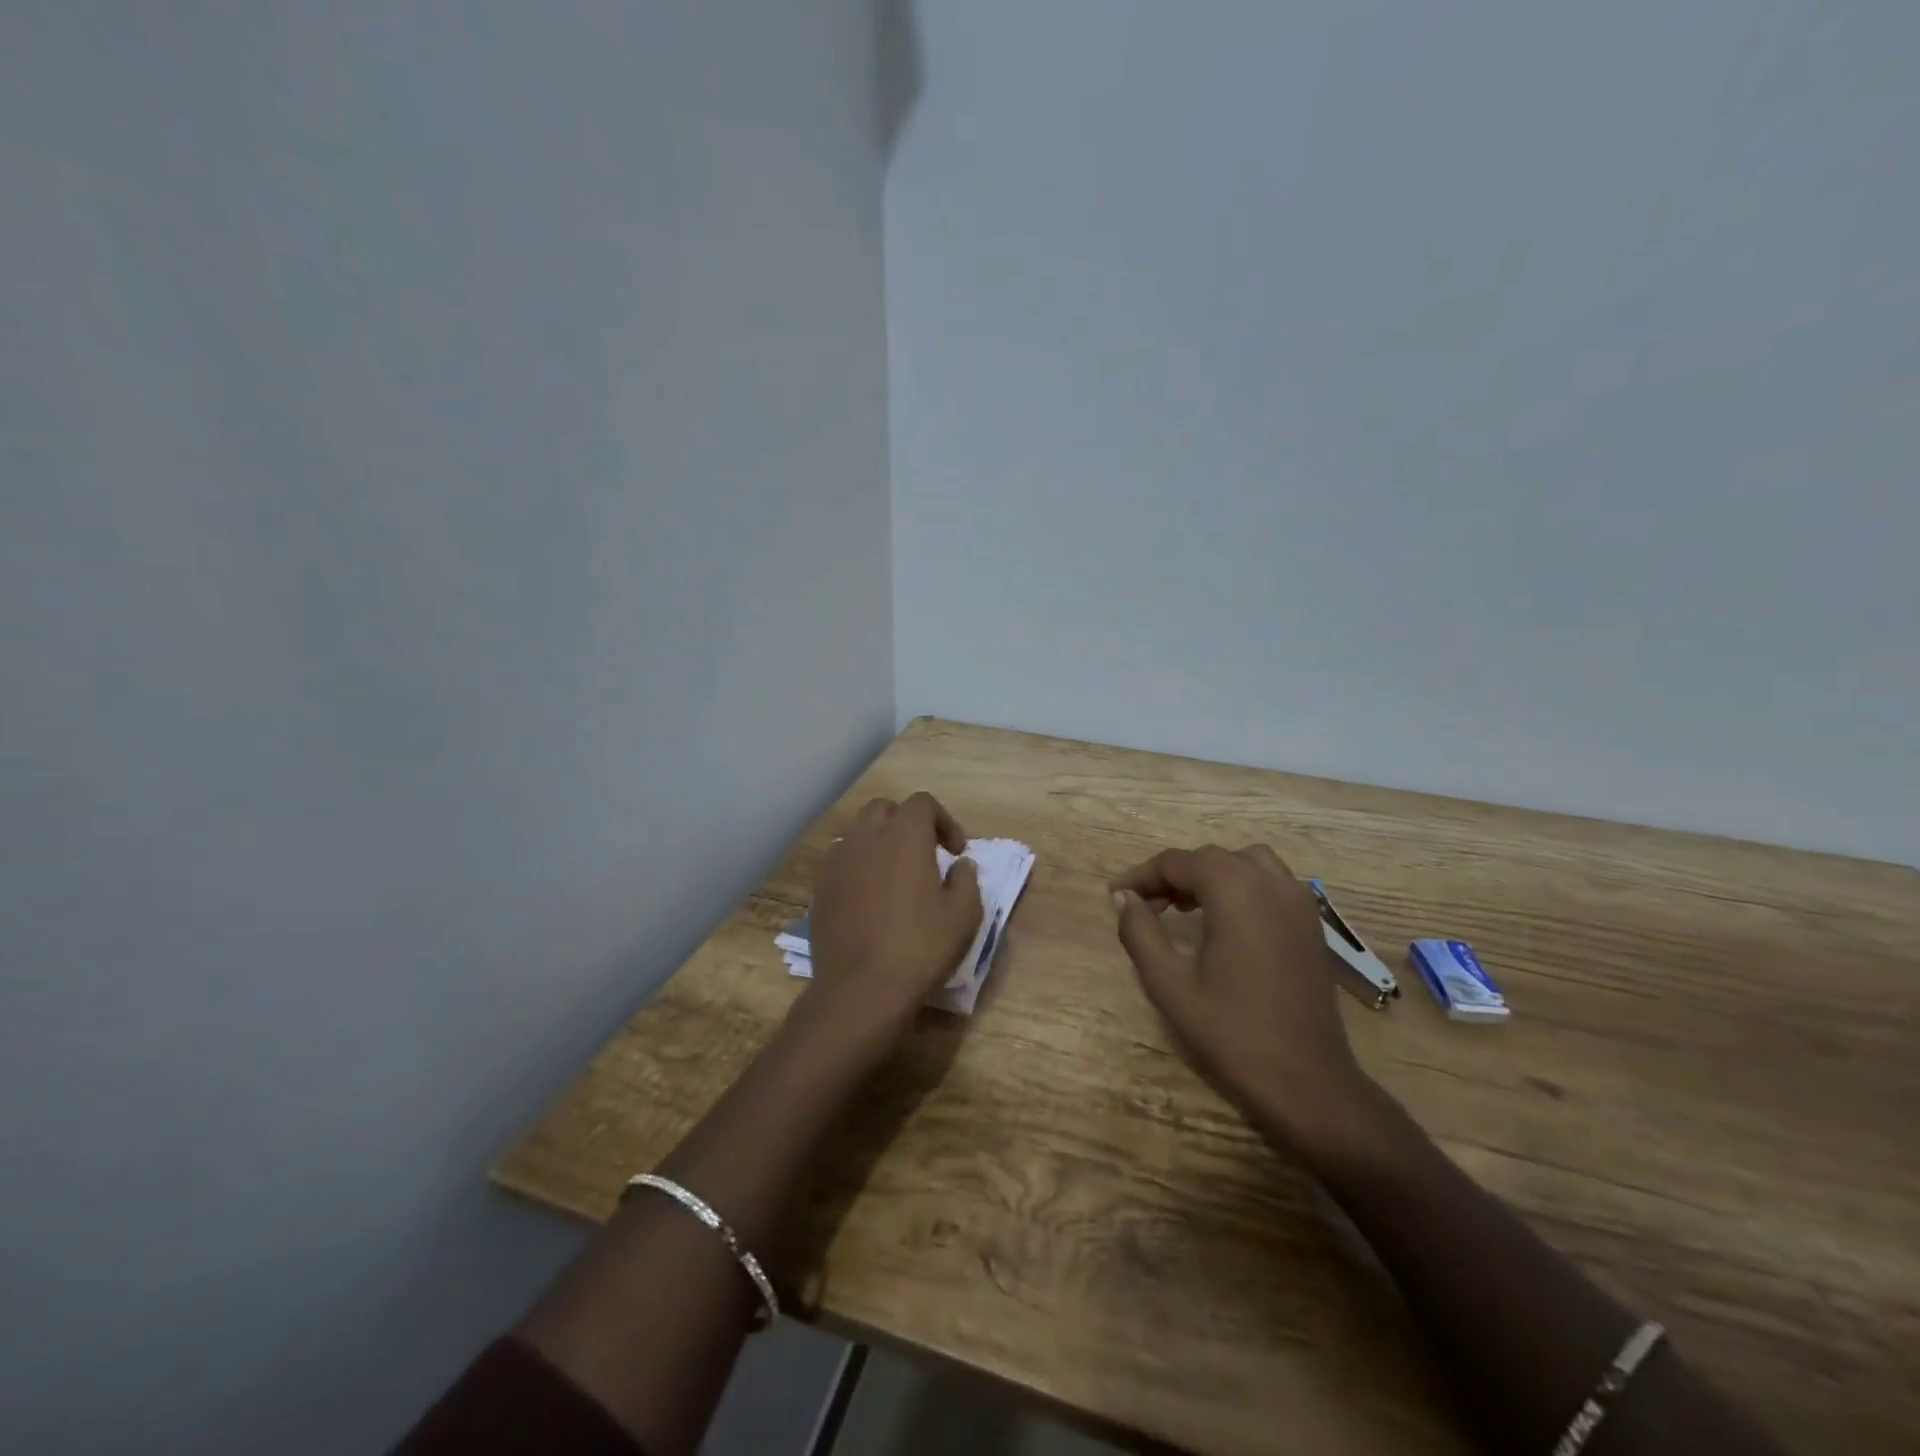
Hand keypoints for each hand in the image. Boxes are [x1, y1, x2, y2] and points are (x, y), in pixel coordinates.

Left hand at [798, 792, 982, 1054]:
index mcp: (904, 835)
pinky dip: (858, 866)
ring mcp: (837, 860)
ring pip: (859, 833)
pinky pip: (841, 860)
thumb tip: (959, 865)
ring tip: (895, 876)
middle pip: (885, 809)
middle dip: (907, 824)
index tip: (955, 853)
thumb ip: (967, 880)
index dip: (944, 821)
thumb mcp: (964, 915)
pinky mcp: (820, 887)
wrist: (861, 989)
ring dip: (880, 843)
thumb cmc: (920, 948)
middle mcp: (866, 836)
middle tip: (924, 855)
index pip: (923, 803)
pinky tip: (870, 898)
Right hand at [1110, 845, 1371, 1156]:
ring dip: (1210, 874)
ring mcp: (1298, 901)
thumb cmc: (1231, 1032)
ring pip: (1244, 862)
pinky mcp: (1311, 922)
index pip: (1176, 863)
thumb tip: (1123, 898)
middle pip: (1209, 858)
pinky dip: (1242, 884)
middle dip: (1173, 875)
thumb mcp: (1168, 984)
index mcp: (1234, 891)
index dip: (1142, 875)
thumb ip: (1140, 932)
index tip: (1116, 895)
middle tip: (1146, 906)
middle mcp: (1269, 883)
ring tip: (1186, 907)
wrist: (1307, 1080)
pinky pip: (1271, 881)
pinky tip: (1226, 921)